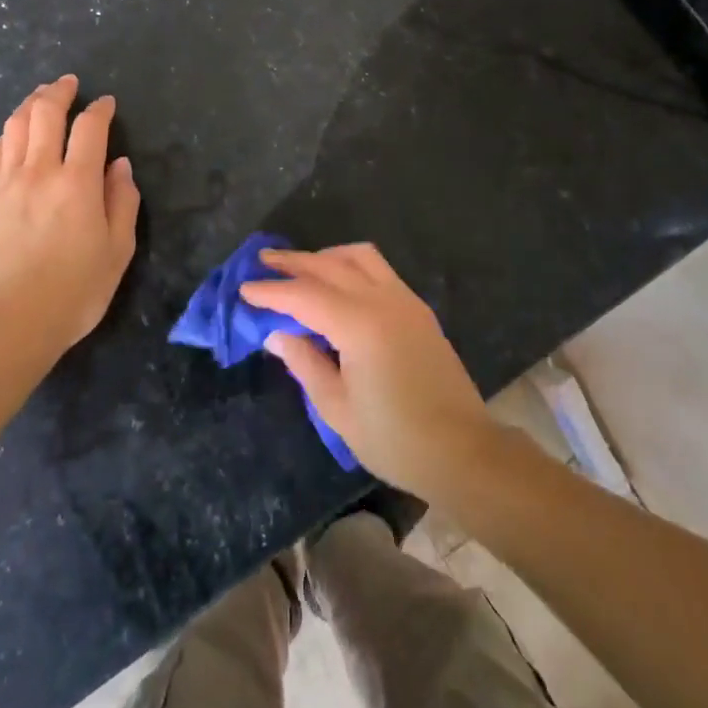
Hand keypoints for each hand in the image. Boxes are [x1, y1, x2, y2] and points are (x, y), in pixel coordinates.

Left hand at [0, 75, 139, 355]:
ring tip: (40, 97)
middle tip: (68, 84)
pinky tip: (15, 134)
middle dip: (59, 91)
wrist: (12, 322)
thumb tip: (120, 165)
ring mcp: (6, 183)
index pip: (90, 127)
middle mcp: (40, 171)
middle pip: (46, 113)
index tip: (106, 103)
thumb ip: (123, 201)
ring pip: (15, 126)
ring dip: (31, 105)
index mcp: (78, 183)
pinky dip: (9, 134)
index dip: (100, 109)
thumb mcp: (118, 250)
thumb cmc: (76, 290)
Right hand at [242, 244, 498, 500]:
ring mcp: (405, 300)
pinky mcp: (418, 309)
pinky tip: (338, 284)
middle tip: (262, 261)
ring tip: (301, 267)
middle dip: (294, 262)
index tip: (244, 289)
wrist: (463, 451)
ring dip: (326, 256)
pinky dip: (351, 265)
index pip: (304, 295)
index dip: (271, 291)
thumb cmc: (395, 438)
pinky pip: (379, 269)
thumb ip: (305, 363)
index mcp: (360, 324)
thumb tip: (277, 334)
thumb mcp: (338, 409)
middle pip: (329, 266)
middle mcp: (383, 300)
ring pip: (359, 257)